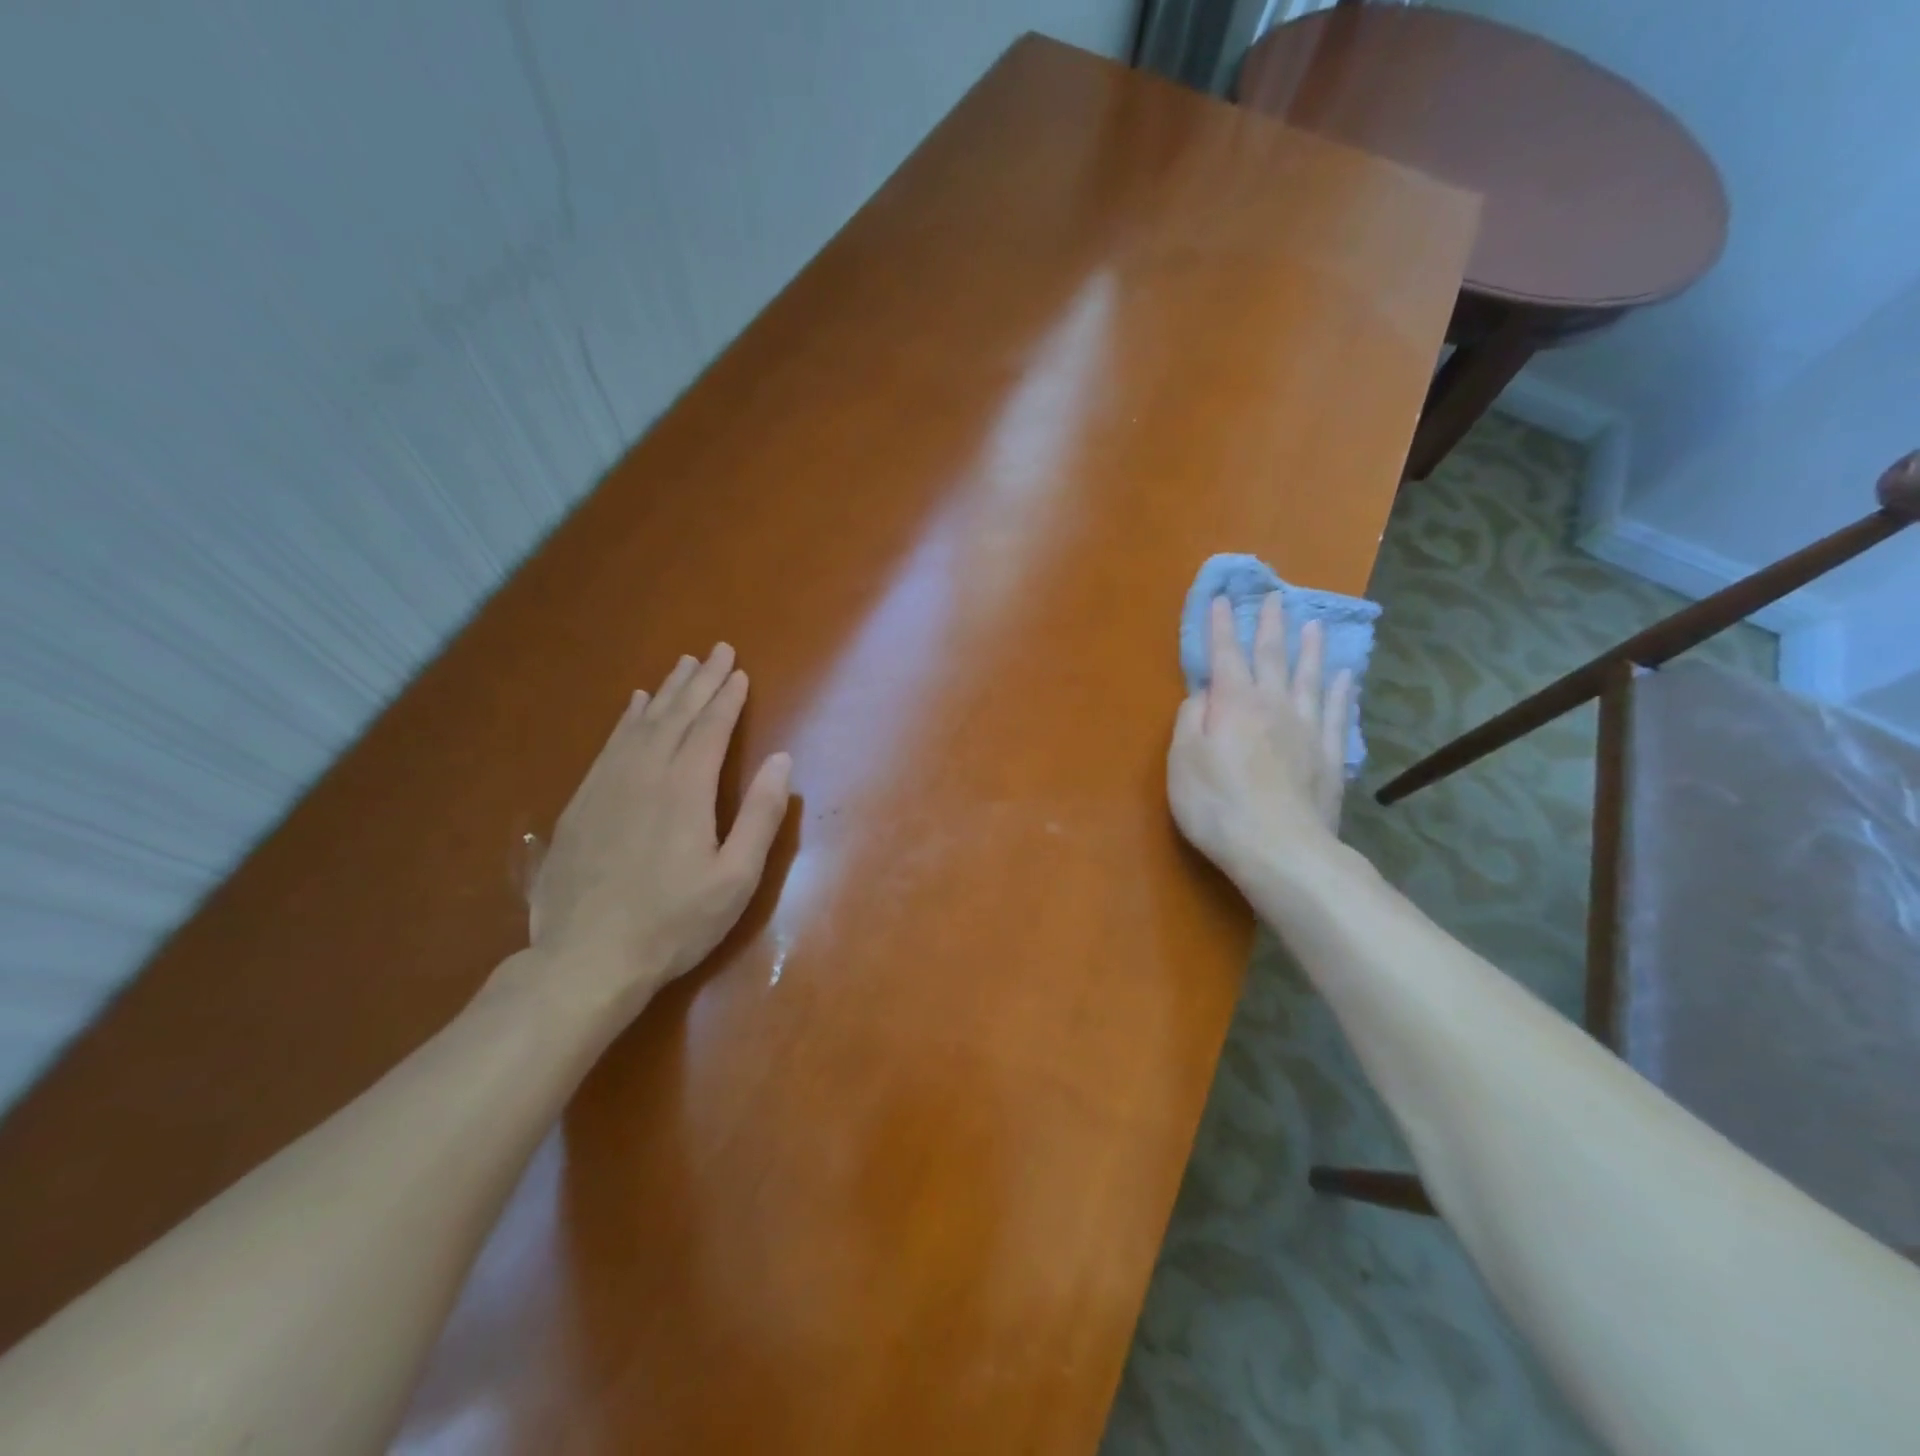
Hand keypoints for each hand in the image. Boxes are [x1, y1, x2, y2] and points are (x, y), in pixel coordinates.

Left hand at [513, 644, 792, 1019]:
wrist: (586, 959)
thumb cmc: (674, 922)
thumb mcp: (736, 877)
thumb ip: (760, 815)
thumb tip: (781, 760)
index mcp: (686, 789)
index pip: (711, 729)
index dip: (728, 698)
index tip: (740, 672)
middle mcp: (645, 774)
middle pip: (676, 715)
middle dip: (700, 681)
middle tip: (716, 651)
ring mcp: (607, 786)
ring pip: (641, 724)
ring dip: (665, 692)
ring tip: (682, 666)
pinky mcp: (582, 803)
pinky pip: (609, 744)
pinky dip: (626, 719)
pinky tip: (633, 707)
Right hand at [1168, 595, 1351, 886]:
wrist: (1279, 848)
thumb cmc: (1217, 804)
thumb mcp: (1182, 760)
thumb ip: (1191, 720)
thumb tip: (1203, 694)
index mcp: (1233, 704)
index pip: (1225, 655)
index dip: (1221, 627)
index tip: (1221, 599)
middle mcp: (1273, 705)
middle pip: (1272, 656)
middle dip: (1269, 625)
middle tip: (1274, 597)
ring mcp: (1307, 728)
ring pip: (1309, 677)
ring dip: (1310, 649)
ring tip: (1314, 625)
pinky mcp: (1329, 755)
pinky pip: (1337, 713)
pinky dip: (1340, 691)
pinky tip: (1344, 677)